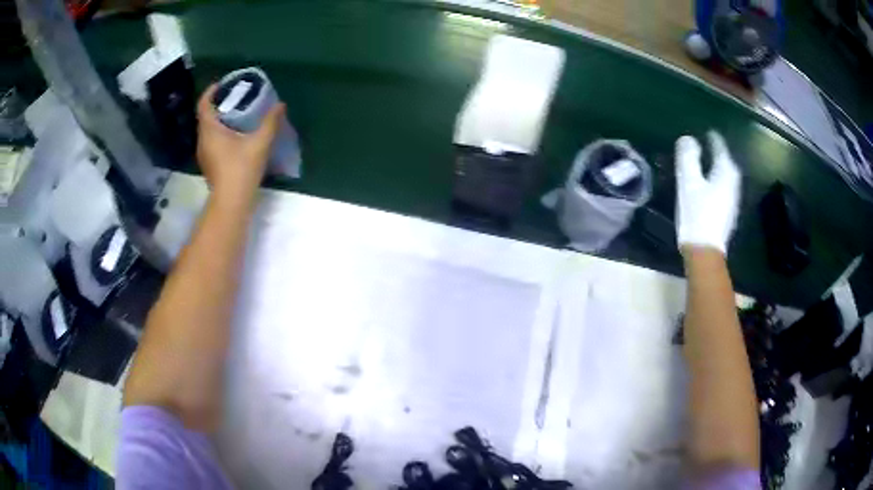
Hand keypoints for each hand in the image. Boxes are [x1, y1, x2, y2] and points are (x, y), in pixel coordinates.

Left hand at [195, 84, 285, 205]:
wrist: (231, 203)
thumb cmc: (241, 169)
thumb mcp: (259, 143)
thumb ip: (270, 122)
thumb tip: (280, 105)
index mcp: (209, 130)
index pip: (203, 104)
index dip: (210, 91)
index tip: (222, 84)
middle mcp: (202, 140)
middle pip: (205, 116)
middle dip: (217, 105)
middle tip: (235, 98)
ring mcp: (204, 154)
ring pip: (208, 130)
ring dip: (218, 120)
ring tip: (236, 115)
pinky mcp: (209, 165)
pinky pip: (211, 141)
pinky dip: (219, 133)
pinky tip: (234, 136)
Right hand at [675, 131, 741, 255]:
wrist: (705, 251)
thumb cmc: (697, 214)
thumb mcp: (689, 183)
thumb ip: (688, 158)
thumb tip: (688, 139)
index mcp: (725, 173)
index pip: (721, 148)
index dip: (713, 138)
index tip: (707, 131)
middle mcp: (733, 184)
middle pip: (727, 162)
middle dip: (719, 152)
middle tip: (710, 144)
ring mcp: (732, 200)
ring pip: (727, 175)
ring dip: (719, 166)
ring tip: (710, 162)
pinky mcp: (728, 212)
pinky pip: (725, 188)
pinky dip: (719, 180)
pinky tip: (712, 184)